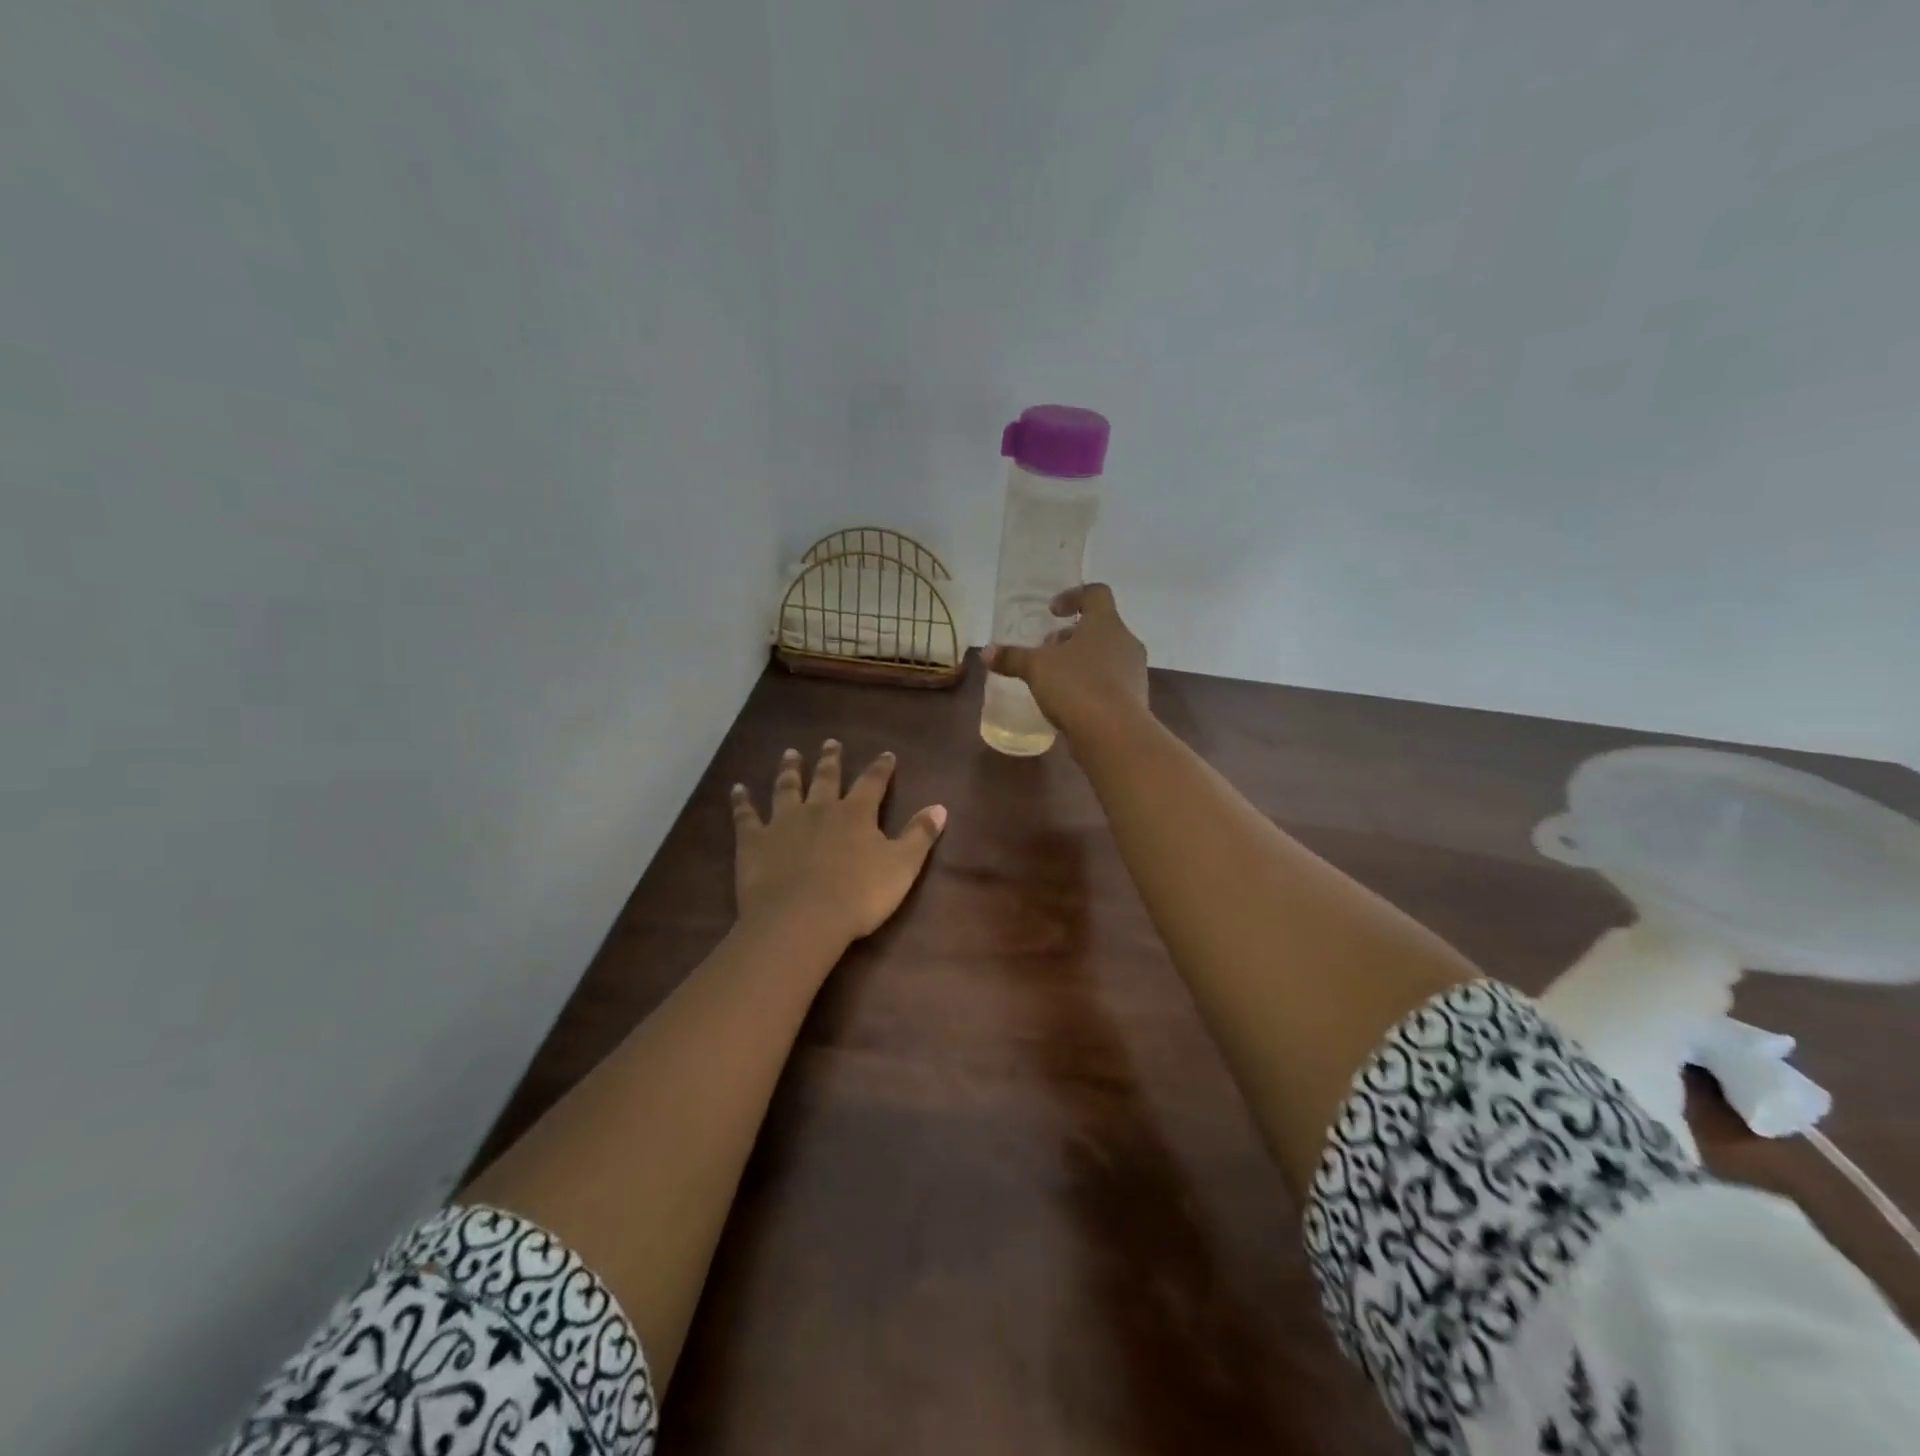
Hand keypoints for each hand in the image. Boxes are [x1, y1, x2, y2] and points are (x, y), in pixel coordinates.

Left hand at [731, 741, 946, 944]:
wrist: (802, 918)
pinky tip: (737, 789)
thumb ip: (920, 835)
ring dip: (790, 769)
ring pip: (787, 788)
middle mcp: (820, 809)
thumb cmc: (859, 895)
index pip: (873, 783)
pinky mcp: (754, 841)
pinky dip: (742, 801)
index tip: (886, 754)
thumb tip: (941, 807)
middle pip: (827, 777)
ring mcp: (784, 822)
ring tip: (790, 753)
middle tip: (831, 742)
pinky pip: (746, 816)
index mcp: (856, 814)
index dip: (881, 768)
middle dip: (831, 759)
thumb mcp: (902, 866)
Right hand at [982, 583, 1148, 742]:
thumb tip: (985, 652)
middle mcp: (1125, 641)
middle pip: (1099, 628)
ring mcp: (1134, 672)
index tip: (1052, 611)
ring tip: (1055, 679)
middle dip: (1071, 637)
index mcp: (1106, 623)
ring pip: (1106, 656)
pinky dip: (1091, 686)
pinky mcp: (1134, 699)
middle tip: (1047, 650)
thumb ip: (1012, 657)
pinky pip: (1110, 683)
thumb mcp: (1036, 668)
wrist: (1114, 734)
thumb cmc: (1076, 686)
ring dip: (1082, 662)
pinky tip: (1070, 703)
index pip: (1096, 593)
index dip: (1073, 596)